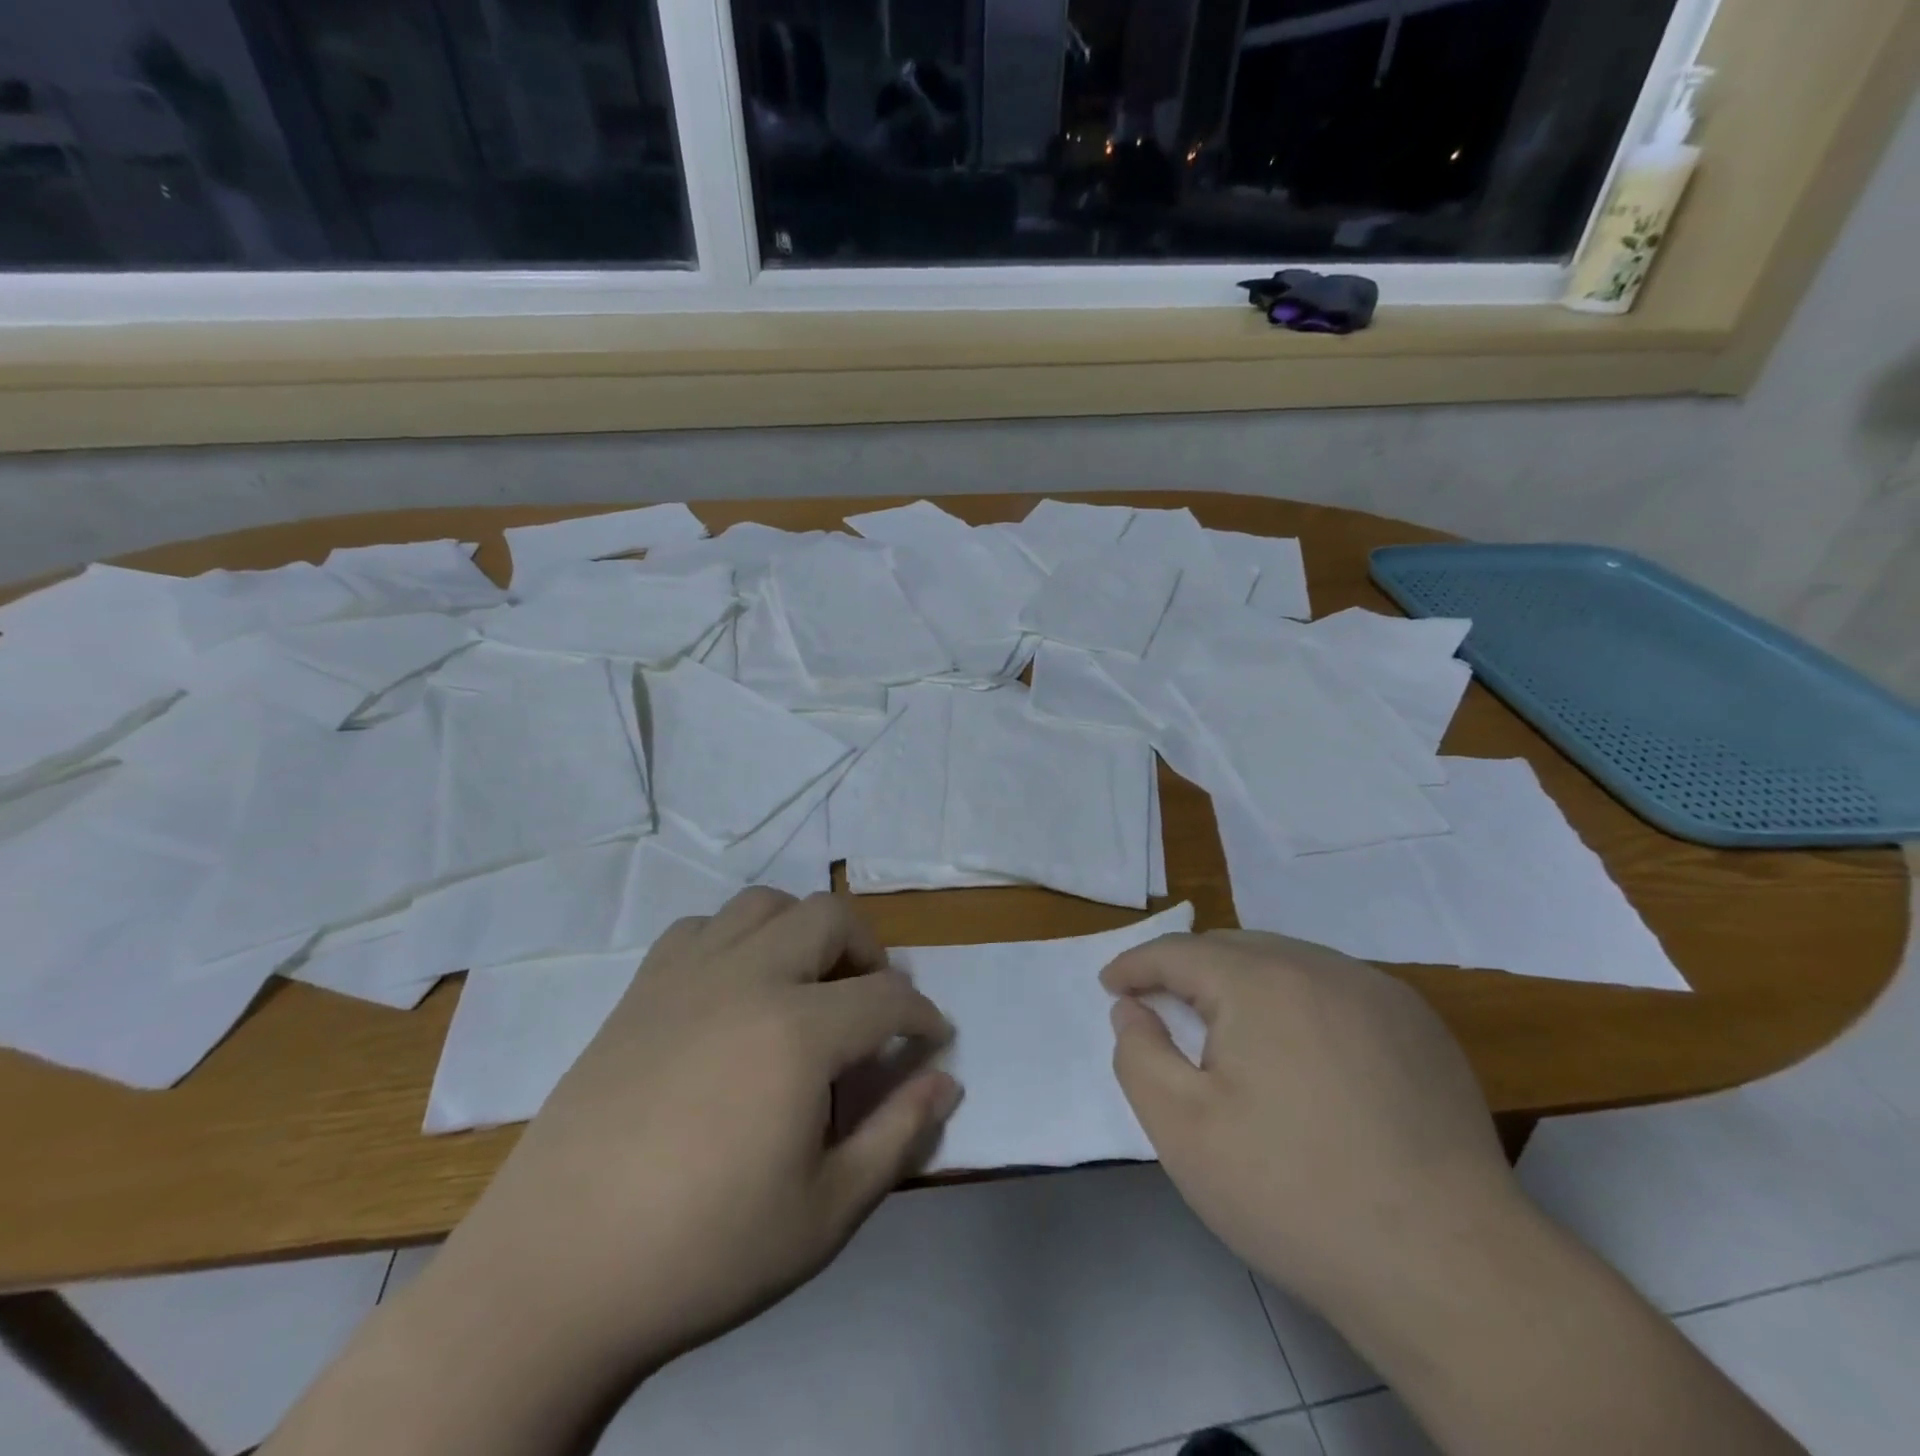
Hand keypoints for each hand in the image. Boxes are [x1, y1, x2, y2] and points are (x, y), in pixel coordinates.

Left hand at [428, 888, 960, 1386]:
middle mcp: (747, 979)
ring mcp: (687, 975)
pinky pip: (702, 927)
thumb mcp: (826, 1212)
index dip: (923, 1014)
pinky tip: (734, 989)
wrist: (555, 1273)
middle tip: (873, 1002)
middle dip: (870, 950)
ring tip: (807, 984)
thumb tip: (947, 1082)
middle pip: (830, 917)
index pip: (887, 995)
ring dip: (803, 931)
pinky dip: (737, 938)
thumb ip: (898, 1136)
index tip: (933, 1038)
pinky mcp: (640, 989)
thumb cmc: (704, 1251)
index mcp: (798, 1032)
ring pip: (765, 905)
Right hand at [1101, 929, 1523, 1316]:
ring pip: (1288, 963)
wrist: (1449, 1269)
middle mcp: (1321, 966)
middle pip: (1233, 948)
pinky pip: (1337, 991)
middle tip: (1164, 1009)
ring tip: (1230, 1033)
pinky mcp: (1420, 1027)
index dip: (1136, 965)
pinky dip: (1300, 1003)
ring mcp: (1379, 993)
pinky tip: (1304, 1056)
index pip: (1178, 951)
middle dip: (1189, 970)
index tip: (1111, 985)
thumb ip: (1139, 1054)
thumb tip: (1133, 1009)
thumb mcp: (1182, 1130)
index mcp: (1260, 981)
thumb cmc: (1293, 1192)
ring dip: (1246, 984)